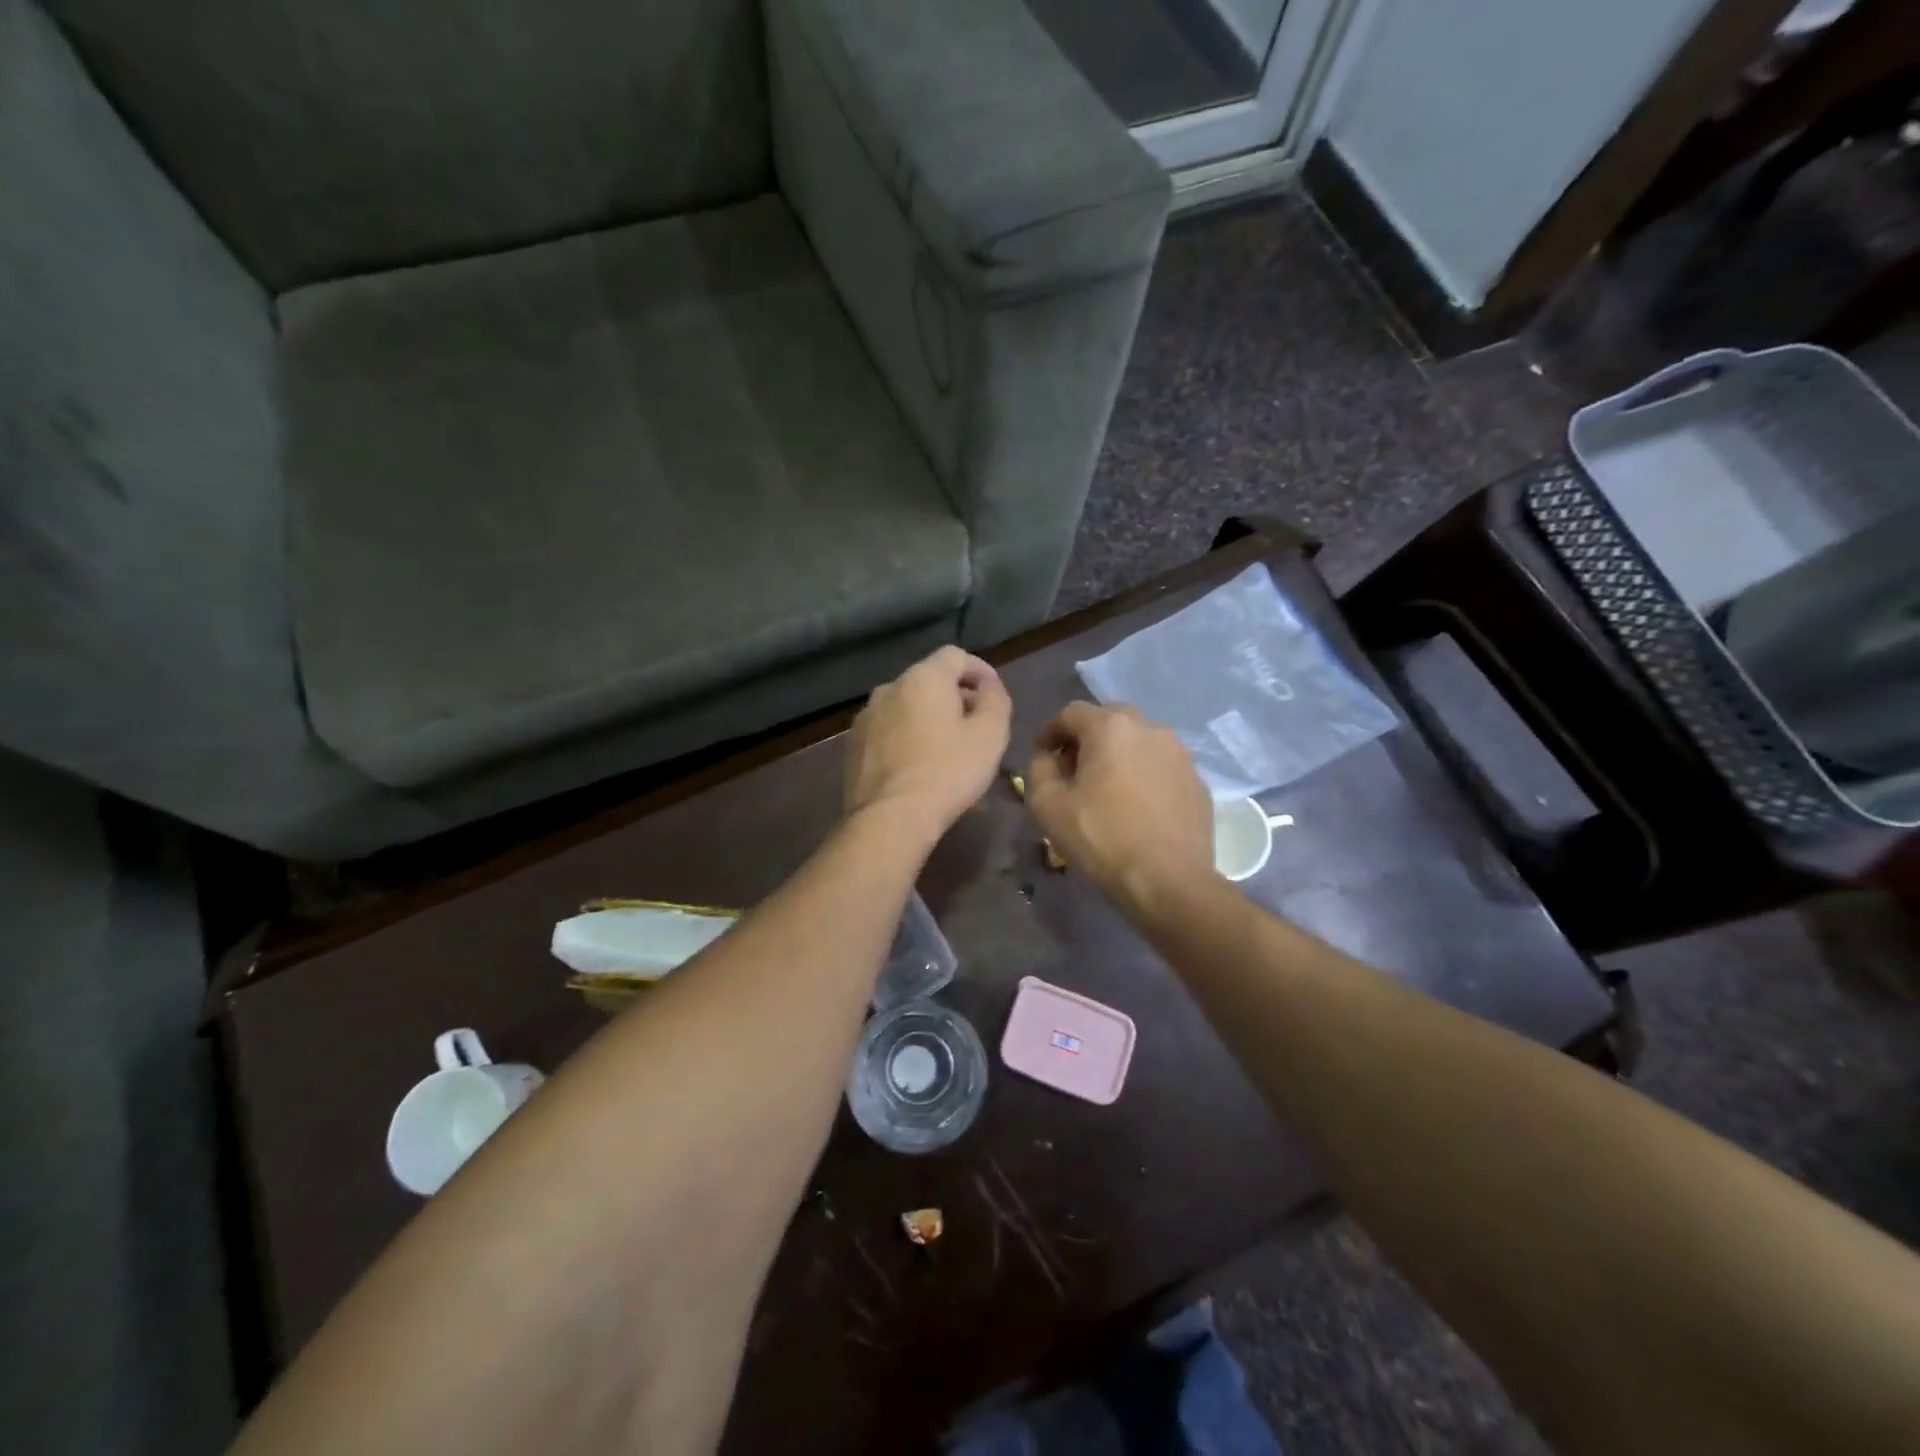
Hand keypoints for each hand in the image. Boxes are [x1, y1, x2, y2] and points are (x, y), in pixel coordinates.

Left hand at [845, 646, 1011, 843]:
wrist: (890, 818)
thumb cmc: (948, 772)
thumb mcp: (990, 735)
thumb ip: (996, 700)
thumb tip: (988, 687)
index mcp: (923, 678)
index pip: (955, 655)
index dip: (979, 670)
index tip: (993, 693)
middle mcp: (889, 688)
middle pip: (928, 679)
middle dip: (953, 695)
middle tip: (974, 723)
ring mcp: (866, 717)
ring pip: (904, 705)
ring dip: (927, 716)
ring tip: (945, 746)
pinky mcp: (852, 745)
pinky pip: (887, 729)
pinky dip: (905, 736)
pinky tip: (916, 764)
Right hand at [1024, 702, 1212, 908]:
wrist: (1170, 882)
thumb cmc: (1102, 839)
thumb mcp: (1047, 806)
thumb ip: (1038, 770)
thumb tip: (1047, 758)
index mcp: (1111, 727)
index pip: (1071, 713)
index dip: (1050, 731)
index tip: (1041, 755)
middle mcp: (1150, 728)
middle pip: (1109, 720)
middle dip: (1086, 739)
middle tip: (1073, 770)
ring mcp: (1180, 754)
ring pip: (1139, 742)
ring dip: (1118, 756)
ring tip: (1106, 789)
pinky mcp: (1197, 781)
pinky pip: (1161, 767)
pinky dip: (1143, 776)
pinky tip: (1136, 807)